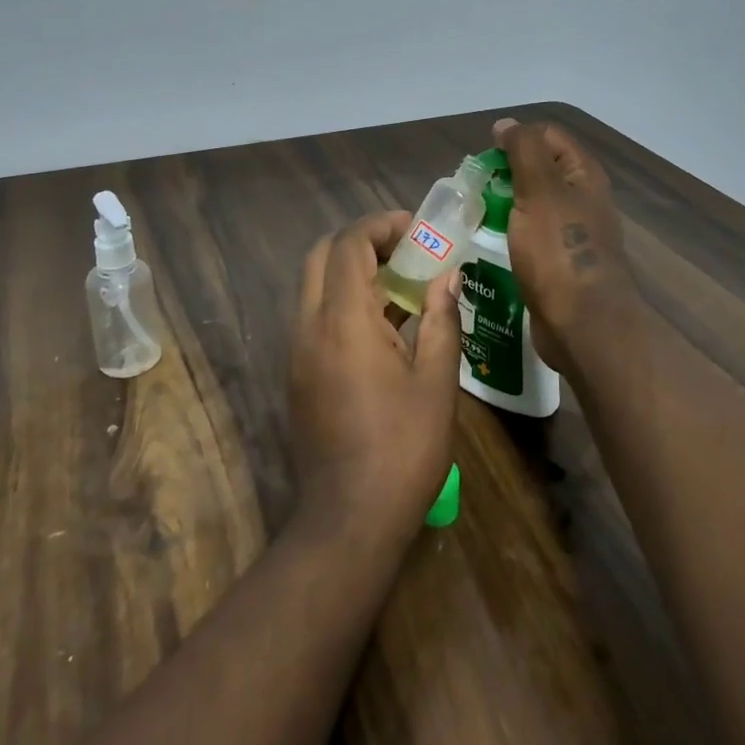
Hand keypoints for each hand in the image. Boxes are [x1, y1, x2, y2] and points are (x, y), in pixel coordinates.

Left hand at [288, 211, 462, 543]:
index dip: (381, 225)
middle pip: (322, 255)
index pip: (349, 244)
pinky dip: (342, 301)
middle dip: (361, 241)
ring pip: (314, 285)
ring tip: (400, 283)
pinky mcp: (296, 374)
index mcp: (343, 320)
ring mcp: (296, 351)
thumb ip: (442, 319)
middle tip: (404, 250)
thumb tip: (448, 276)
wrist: (349, 519)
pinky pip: (314, 316)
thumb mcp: (437, 381)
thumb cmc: (403, 447)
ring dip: (350, 270)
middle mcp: (309, 325)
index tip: (417, 230)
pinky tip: (383, 324)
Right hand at [494, 118, 641, 370]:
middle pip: (540, 169)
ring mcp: (571, 232)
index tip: (486, 158)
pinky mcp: (559, 262)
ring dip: (505, 204)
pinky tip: (489, 242)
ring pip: (533, 204)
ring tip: (474, 214)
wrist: (582, 324)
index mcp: (583, 175)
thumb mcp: (539, 190)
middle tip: (475, 188)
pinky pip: (530, 235)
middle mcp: (581, 199)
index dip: (516, 138)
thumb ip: (524, 152)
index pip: (547, 137)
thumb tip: (507, 124)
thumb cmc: (559, 251)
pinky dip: (510, 232)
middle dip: (506, 173)